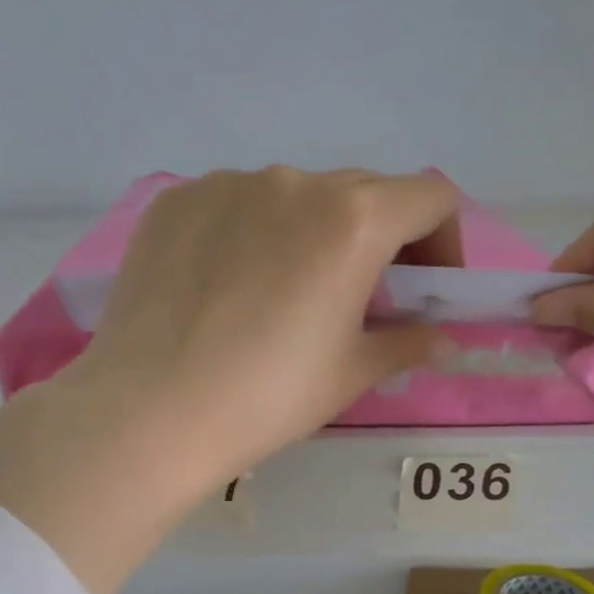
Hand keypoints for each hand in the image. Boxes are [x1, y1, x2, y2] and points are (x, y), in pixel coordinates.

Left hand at [0, 167, 459, 593]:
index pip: (431, 199)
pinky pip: (232, 205)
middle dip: (379, 240)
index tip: (424, 289)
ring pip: (292, 197)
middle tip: (357, 299)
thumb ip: (407, 343)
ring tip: (279, 296)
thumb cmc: (266, 397)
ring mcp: (225, 184)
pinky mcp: (174, 201)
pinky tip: (223, 288)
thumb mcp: (349, 374)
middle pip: (362, 193)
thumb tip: (444, 339)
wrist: (148, 412)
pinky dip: (248, 234)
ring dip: (309, 234)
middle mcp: (293, 181)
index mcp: (353, 220)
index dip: (445, 242)